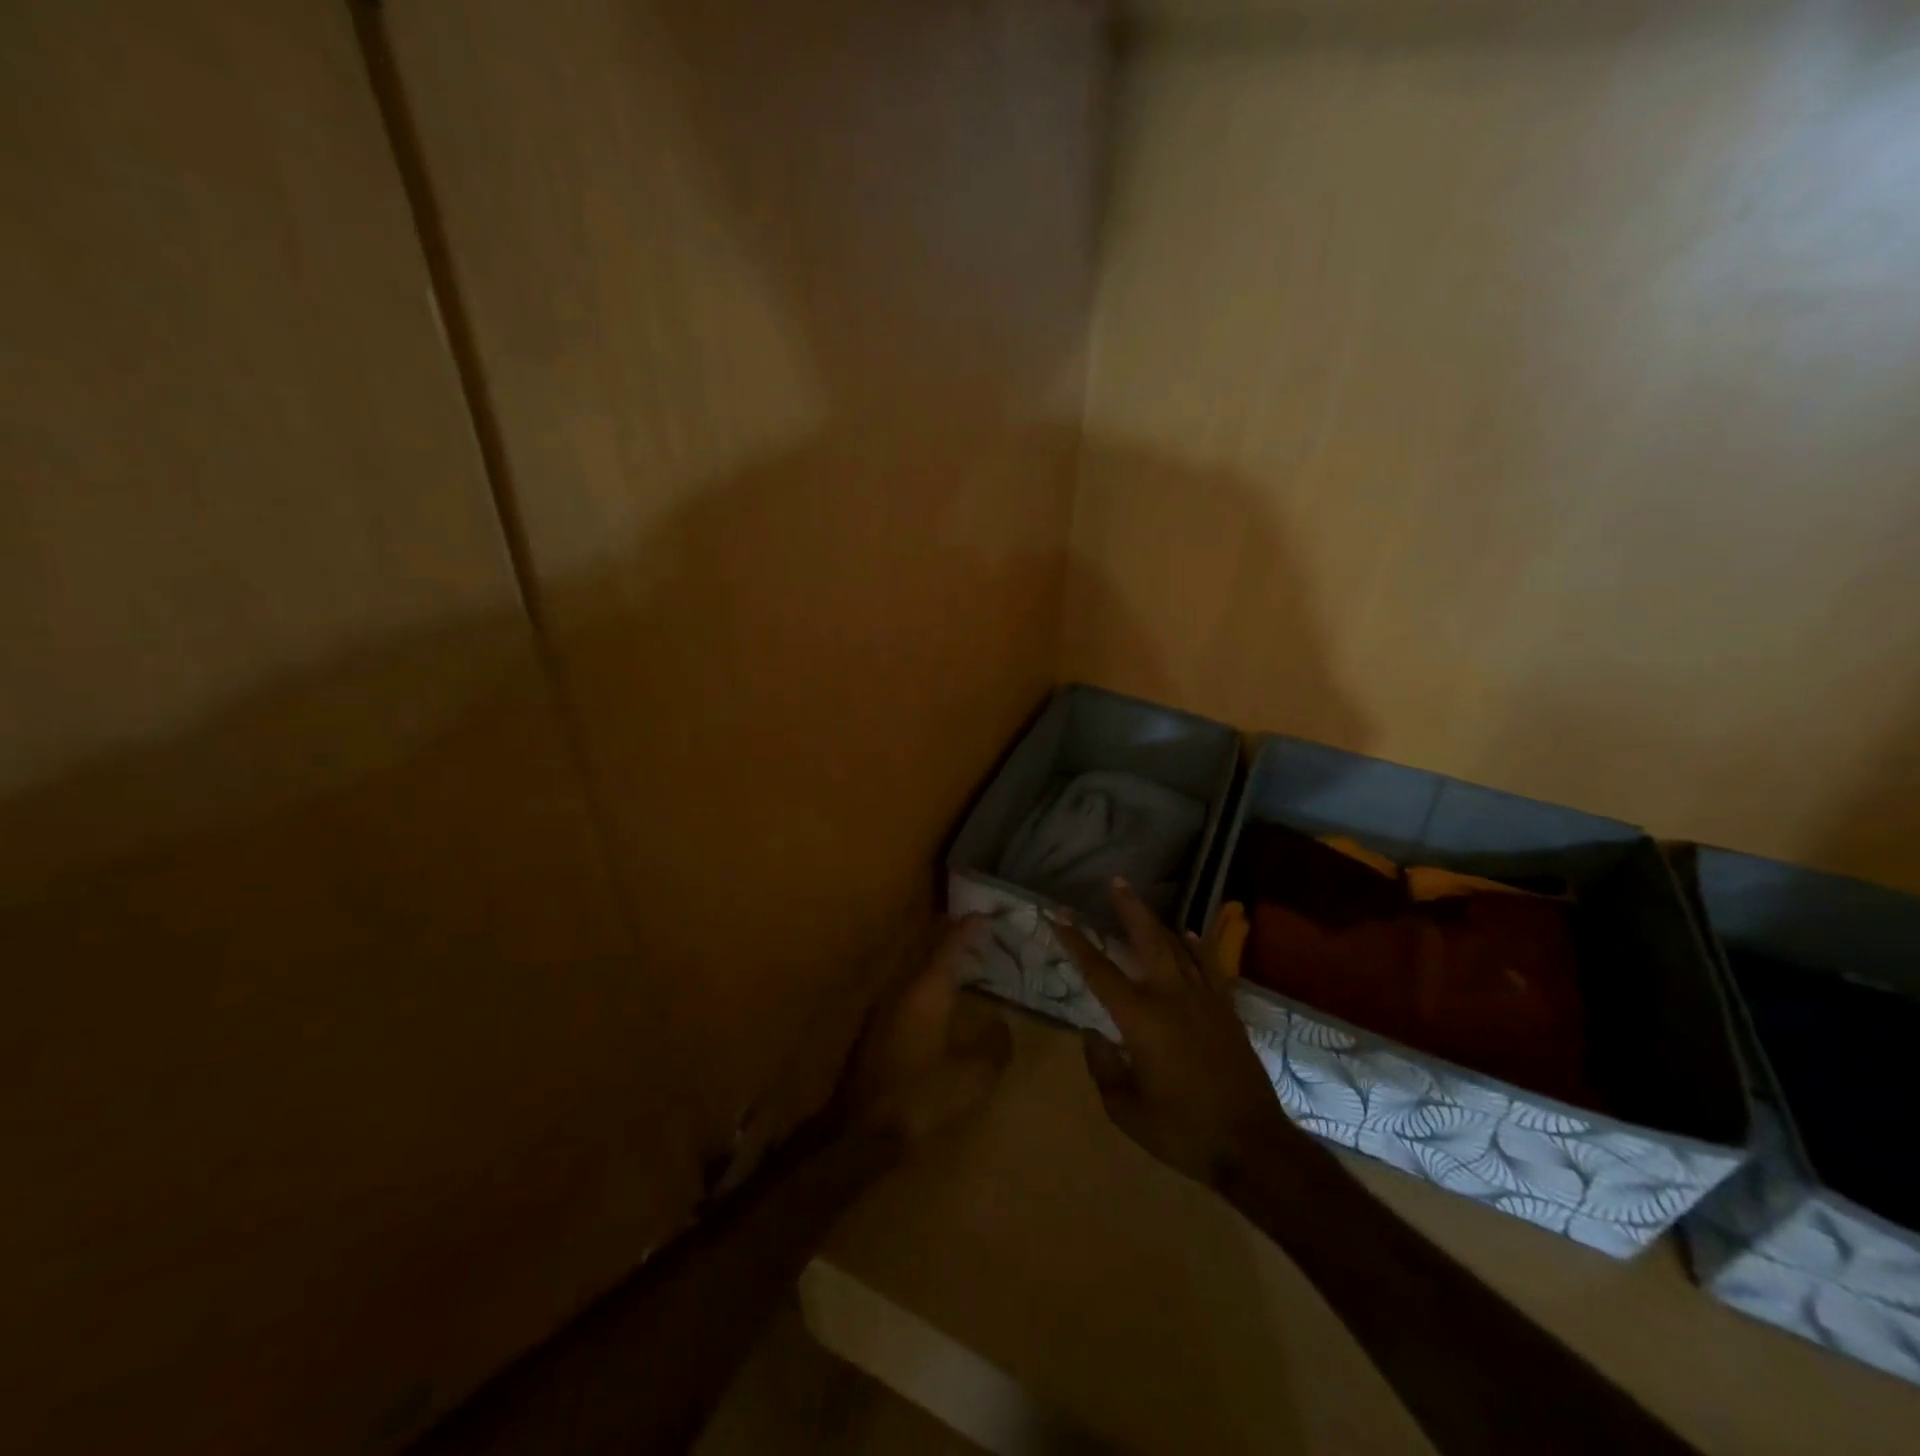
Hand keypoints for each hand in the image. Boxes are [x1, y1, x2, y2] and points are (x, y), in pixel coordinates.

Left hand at [842, 915, 1012, 1141]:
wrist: (861, 1131)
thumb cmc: (920, 1097)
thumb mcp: (970, 1078)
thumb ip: (993, 1049)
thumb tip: (1003, 1027)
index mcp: (927, 992)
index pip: (949, 946)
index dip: (967, 929)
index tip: (983, 915)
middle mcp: (902, 989)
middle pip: (926, 949)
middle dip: (948, 935)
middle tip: (971, 929)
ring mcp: (884, 1008)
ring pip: (913, 968)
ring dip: (934, 958)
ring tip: (957, 958)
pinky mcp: (876, 1029)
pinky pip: (906, 988)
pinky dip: (924, 981)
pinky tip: (935, 998)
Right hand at [1054, 880, 1299, 1188]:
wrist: (1252, 1146)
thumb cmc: (1182, 1131)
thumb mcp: (1125, 1109)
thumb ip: (1102, 1068)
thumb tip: (1093, 1036)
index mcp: (1140, 1018)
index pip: (1099, 970)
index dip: (1076, 941)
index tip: (1058, 915)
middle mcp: (1171, 997)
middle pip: (1148, 940)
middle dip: (1129, 909)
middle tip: (1116, 882)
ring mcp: (1204, 1000)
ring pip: (1179, 947)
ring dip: (1158, 922)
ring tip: (1143, 903)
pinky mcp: (1227, 1012)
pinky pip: (1209, 967)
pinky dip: (1197, 947)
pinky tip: (1189, 935)